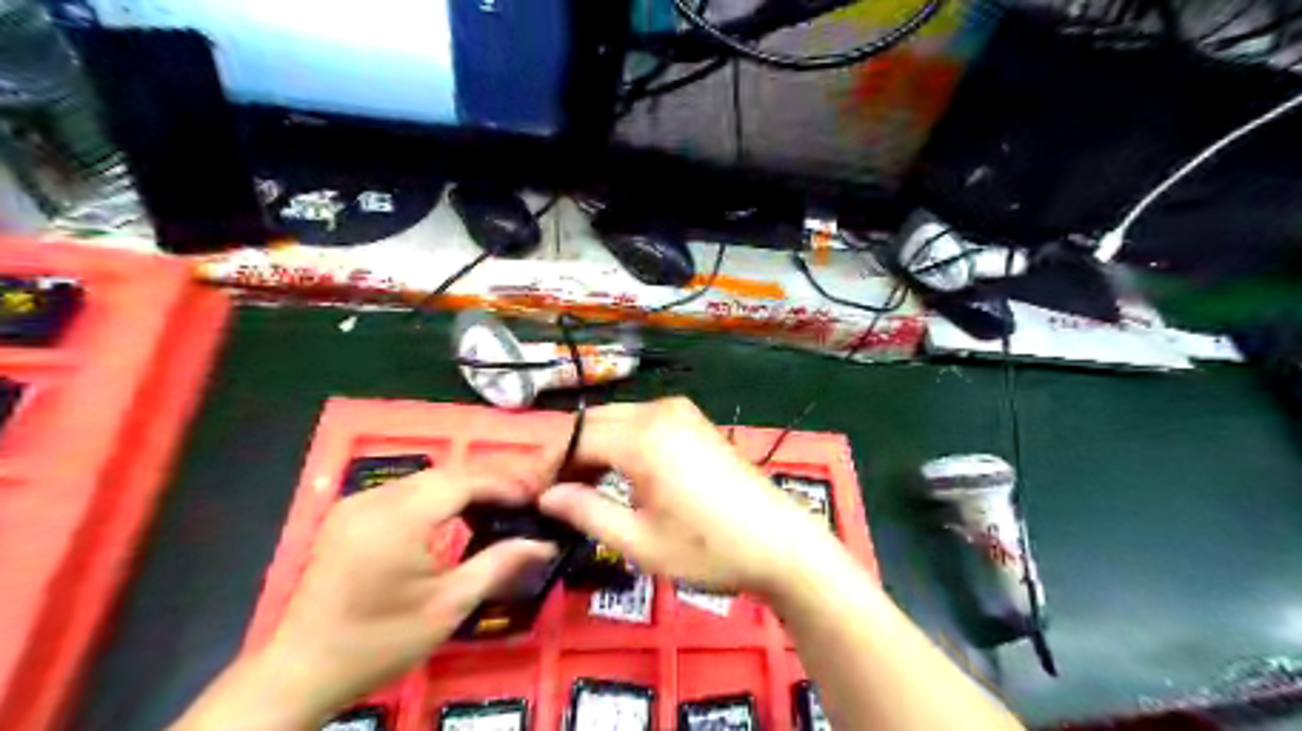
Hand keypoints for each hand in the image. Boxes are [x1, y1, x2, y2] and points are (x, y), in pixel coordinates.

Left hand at [171, 464, 553, 726]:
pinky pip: (403, 491)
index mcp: (399, 518)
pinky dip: (435, 496)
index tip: (536, 498)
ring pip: (424, 479)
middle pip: (445, 473)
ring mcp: (356, 503)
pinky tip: (452, 517)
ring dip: (462, 487)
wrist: (300, 672)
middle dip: (487, 482)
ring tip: (495, 508)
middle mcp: (375, 499)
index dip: (503, 483)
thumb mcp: (448, 606)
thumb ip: (498, 564)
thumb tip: (544, 543)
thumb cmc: (379, 641)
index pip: (464, 480)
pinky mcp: (347, 514)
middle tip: (522, 501)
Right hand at [541, 401, 837, 599]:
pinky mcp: (693, 420)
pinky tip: (617, 473)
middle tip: (552, 494)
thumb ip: (587, 512)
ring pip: (617, 419)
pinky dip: (620, 442)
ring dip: (593, 447)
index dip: (546, 464)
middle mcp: (659, 411)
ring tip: (581, 488)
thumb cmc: (709, 549)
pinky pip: (642, 422)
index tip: (529, 495)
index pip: (575, 438)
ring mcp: (680, 411)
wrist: (780, 543)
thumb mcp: (640, 542)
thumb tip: (547, 496)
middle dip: (567, 453)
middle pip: (594, 422)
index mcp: (643, 438)